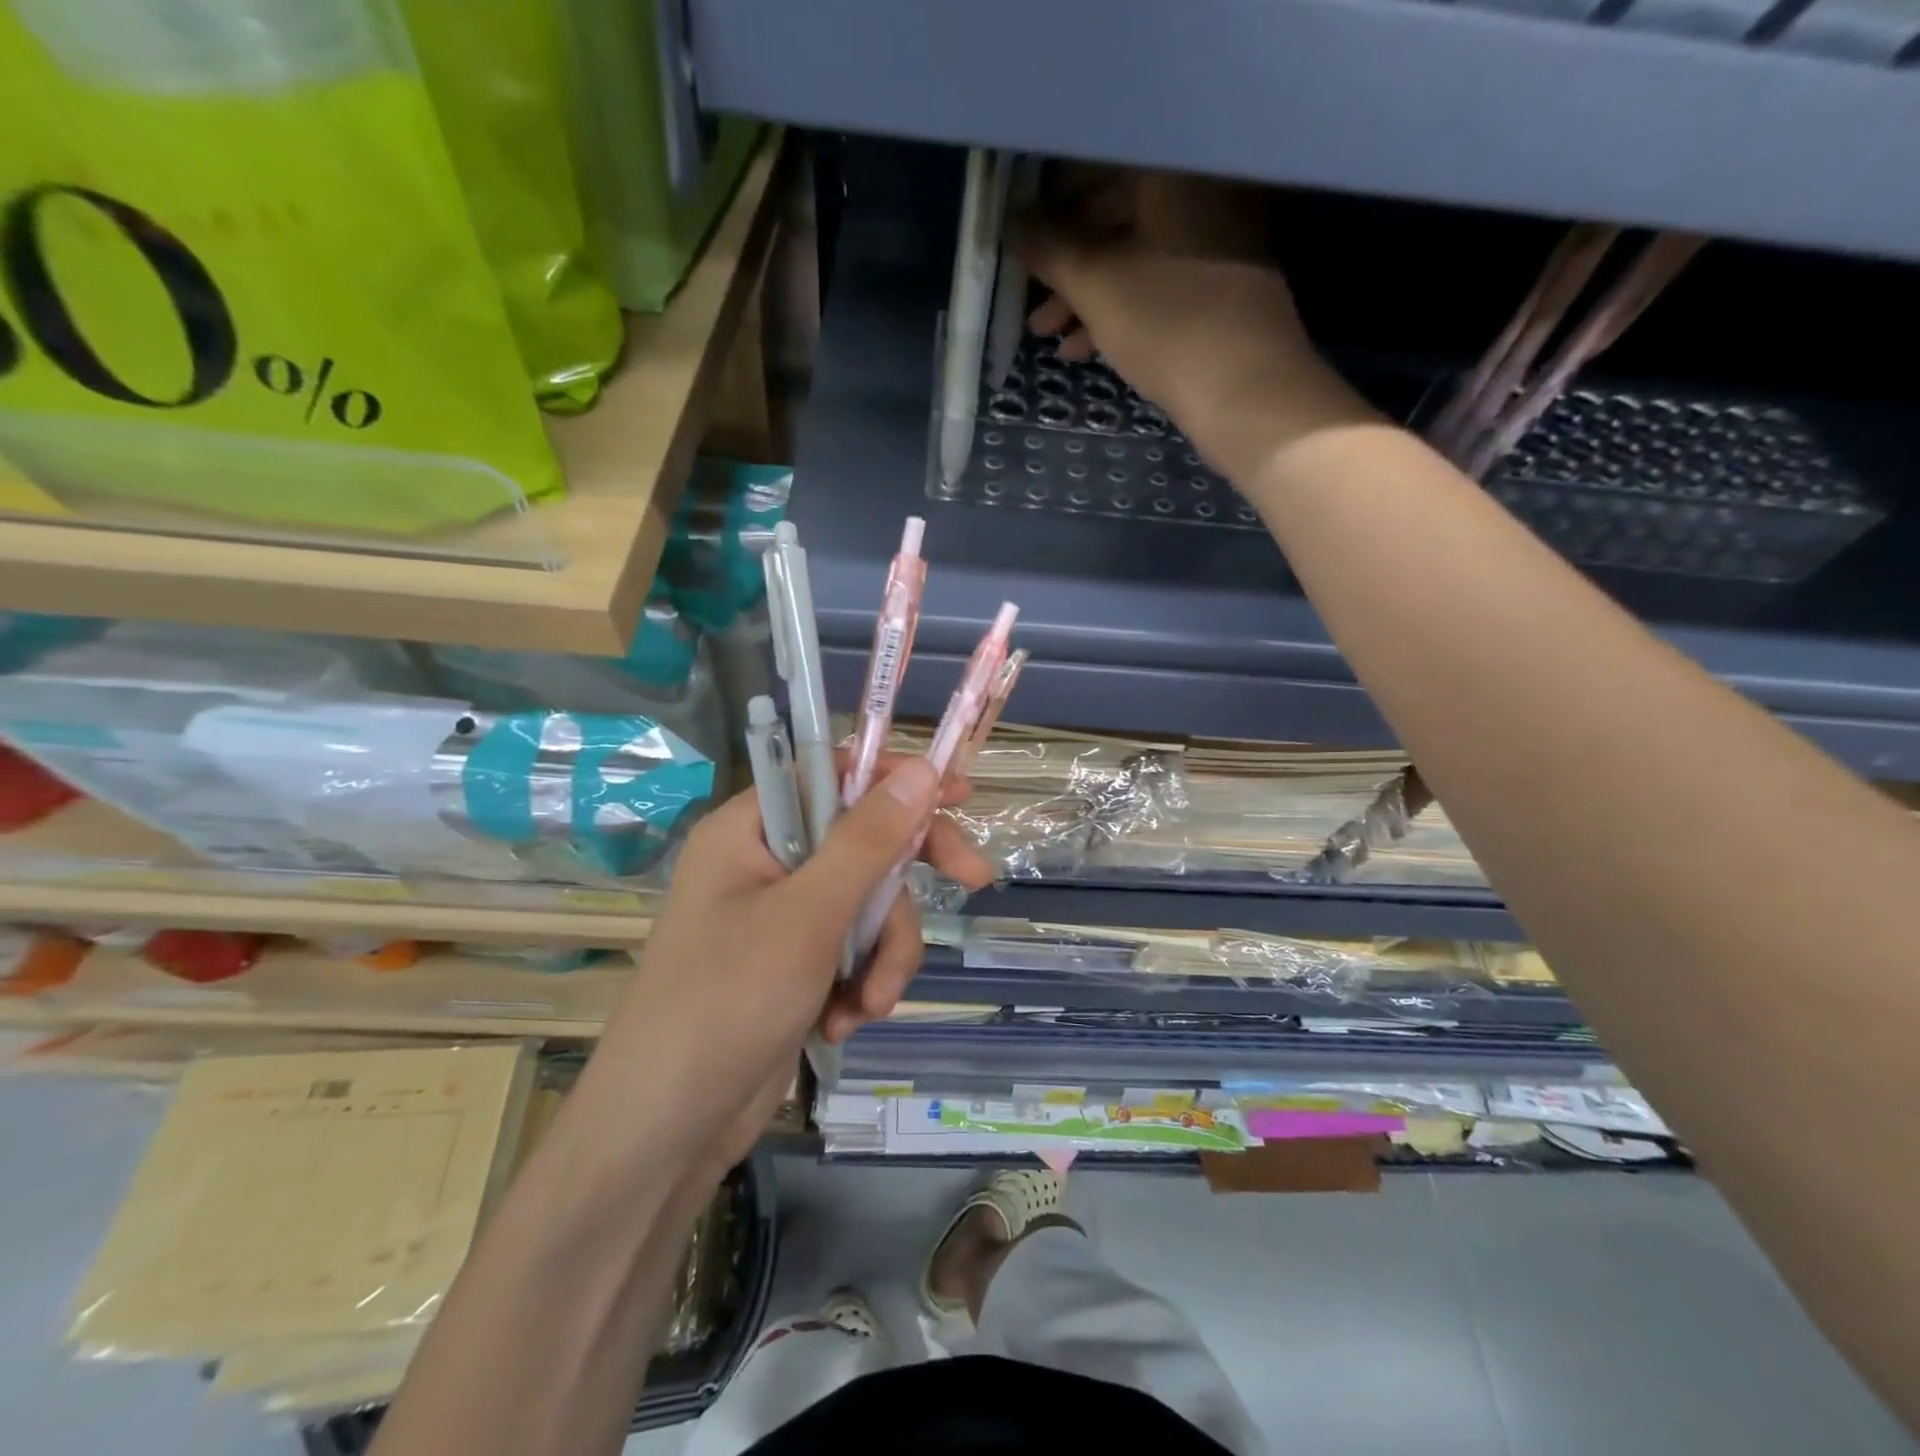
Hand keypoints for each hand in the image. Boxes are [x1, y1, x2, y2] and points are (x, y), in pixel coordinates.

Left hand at [579, 753, 992, 1176]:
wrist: (668, 1130)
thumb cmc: (728, 1002)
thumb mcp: (809, 915)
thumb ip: (868, 840)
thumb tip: (921, 769)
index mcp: (750, 829)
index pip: (832, 774)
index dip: (895, 778)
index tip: (956, 794)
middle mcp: (765, 863)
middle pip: (862, 844)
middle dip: (904, 885)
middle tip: (974, 881)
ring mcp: (781, 918)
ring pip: (868, 906)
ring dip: (883, 954)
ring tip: (867, 1005)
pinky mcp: (794, 966)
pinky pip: (853, 951)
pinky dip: (861, 984)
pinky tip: (844, 1024)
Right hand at [1025, 170, 1376, 482]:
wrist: (1247, 393)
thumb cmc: (1167, 326)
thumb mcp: (1096, 287)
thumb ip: (1050, 251)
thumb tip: (1014, 225)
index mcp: (1175, 174)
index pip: (1099, 168)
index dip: (1052, 204)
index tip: (1022, 238)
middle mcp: (1202, 193)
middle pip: (1116, 218)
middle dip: (1066, 265)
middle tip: (1029, 300)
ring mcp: (1218, 244)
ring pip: (1134, 260)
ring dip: (1085, 297)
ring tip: (1047, 337)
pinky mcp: (1222, 290)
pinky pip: (1157, 287)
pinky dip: (1119, 312)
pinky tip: (1084, 350)